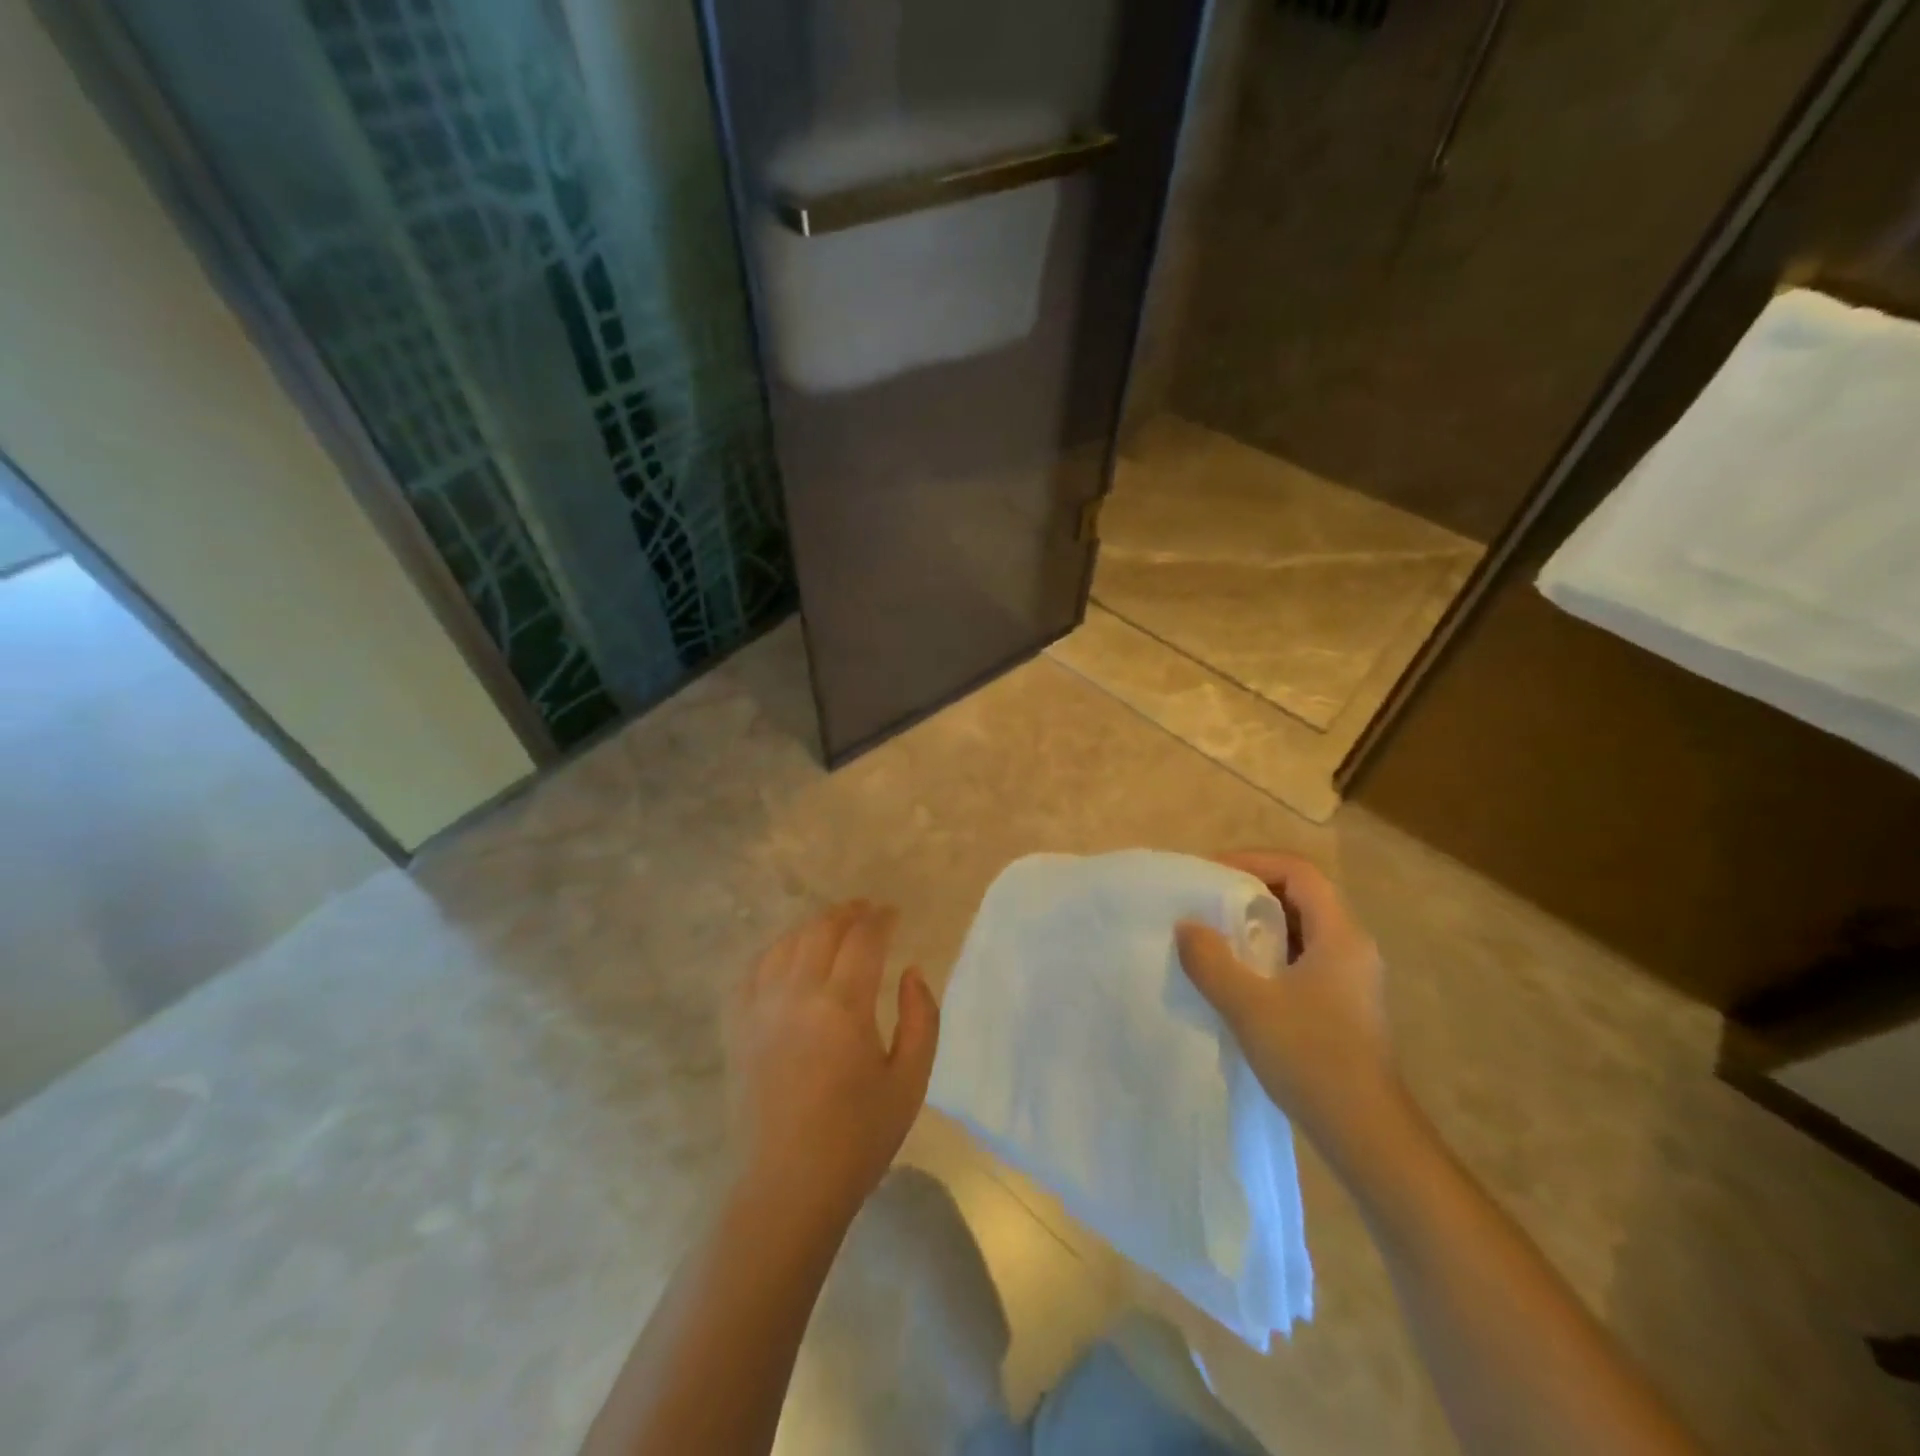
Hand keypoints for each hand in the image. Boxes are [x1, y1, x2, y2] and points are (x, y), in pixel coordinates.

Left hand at [723, 901, 939, 1222]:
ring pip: (786, 943)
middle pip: (821, 930)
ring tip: (833, 928)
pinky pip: (753, 970)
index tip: (893, 914)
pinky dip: (775, 951)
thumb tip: (911, 971)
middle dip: (848, 913)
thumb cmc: (858, 1138)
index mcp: (843, 1007)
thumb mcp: (910, 1080)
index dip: (880, 919)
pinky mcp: (738, 1028)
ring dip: (813, 927)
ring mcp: (760, 1009)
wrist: (787, 1188)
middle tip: (867, 912)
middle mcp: (797, 995)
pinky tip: (788, 956)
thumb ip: (921, 1017)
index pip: (863, 939)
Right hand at [1176, 852, 1396, 1144]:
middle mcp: (1353, 947)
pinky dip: (1271, 952)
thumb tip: (1187, 927)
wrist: (1365, 1132)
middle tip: (1208, 899)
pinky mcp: (1345, 1004)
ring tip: (1217, 933)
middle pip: (1302, 895)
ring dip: (1261, 923)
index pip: (1299, 872)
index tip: (1212, 873)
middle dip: (1253, 889)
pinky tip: (1241, 975)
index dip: (1254, 862)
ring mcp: (1352, 978)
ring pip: (1303, 928)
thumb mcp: (1248, 1005)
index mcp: (1340, 935)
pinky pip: (1304, 957)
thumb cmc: (1311, 1057)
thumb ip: (1211, 960)